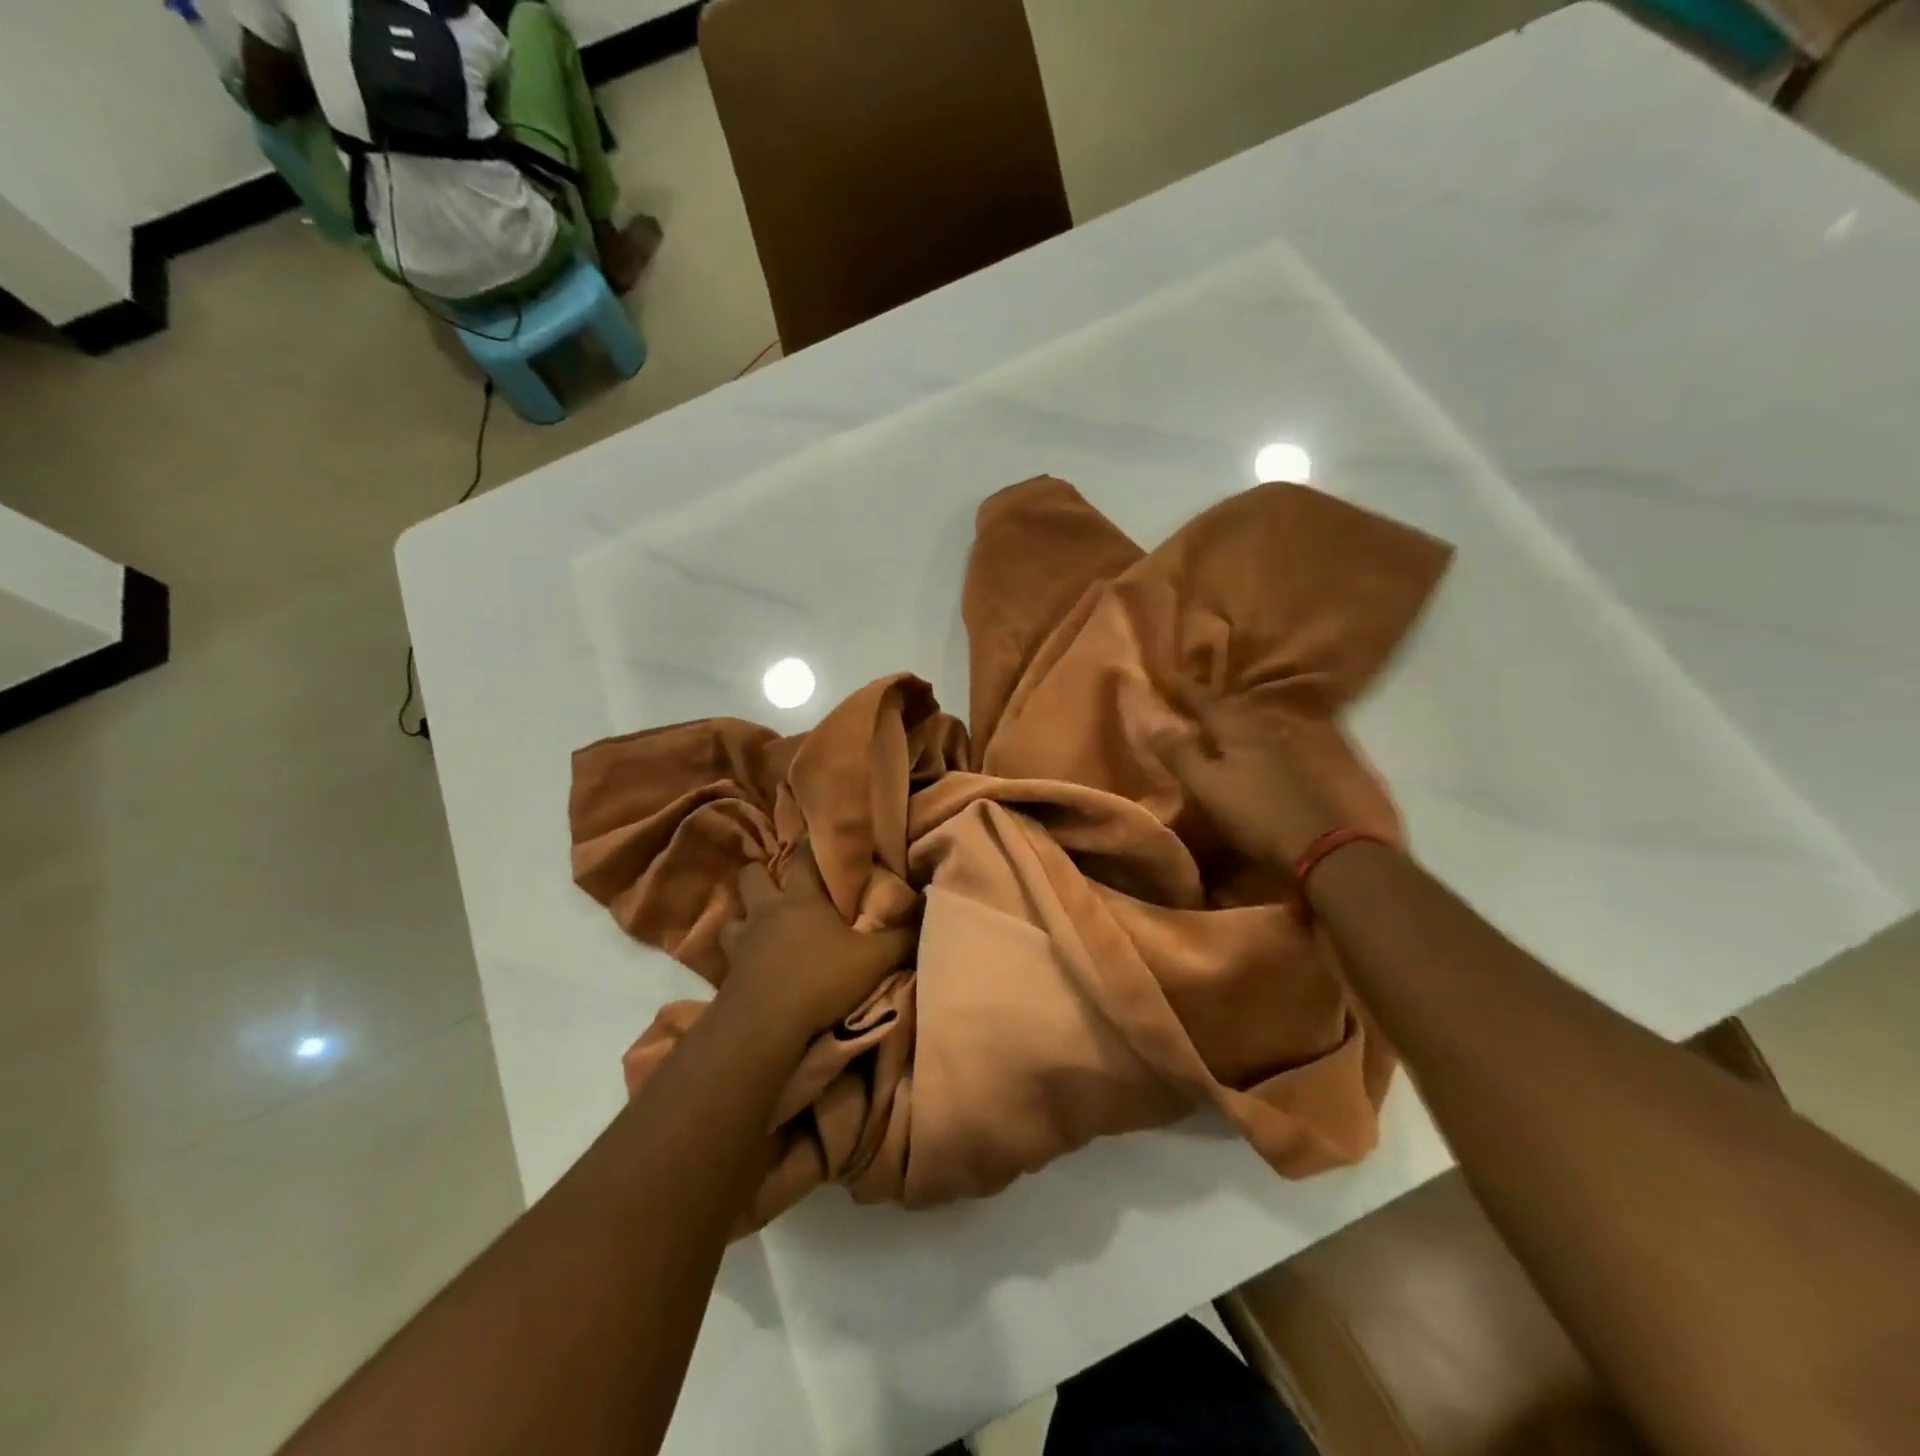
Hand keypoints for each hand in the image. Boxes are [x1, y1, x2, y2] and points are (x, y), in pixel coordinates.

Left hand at [714, 842, 915, 1045]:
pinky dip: (736, 953)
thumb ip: (901, 935)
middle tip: (781, 883)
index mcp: (801, 898)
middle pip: (753, 875)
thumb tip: (926, 908)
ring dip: (744, 915)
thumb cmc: (821, 979)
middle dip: (762, 873)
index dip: (810, 844)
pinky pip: (726, 953)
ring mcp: (742, 940)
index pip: (802, 856)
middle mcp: (767, 910)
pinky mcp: (727, 972)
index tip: (816, 835)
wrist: (765, 1025)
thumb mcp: (874, 959)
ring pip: (733, 913)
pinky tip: (748, 961)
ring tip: (759, 923)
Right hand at [1150, 685, 1391, 865]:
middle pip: (1230, 709)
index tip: (1165, 675)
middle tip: (1185, 698)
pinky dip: (1243, 741)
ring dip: (1227, 721)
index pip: (1205, 701)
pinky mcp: (1296, 770)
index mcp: (1238, 729)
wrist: (1319, 845)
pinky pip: (1261, 743)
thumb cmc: (1255, 813)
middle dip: (1207, 703)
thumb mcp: (1207, 786)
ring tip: (1208, 723)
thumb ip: (1180, 755)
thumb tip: (1153, 725)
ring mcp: (1284, 749)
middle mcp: (1263, 730)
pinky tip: (1240, 750)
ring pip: (1248, 725)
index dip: (1184, 689)